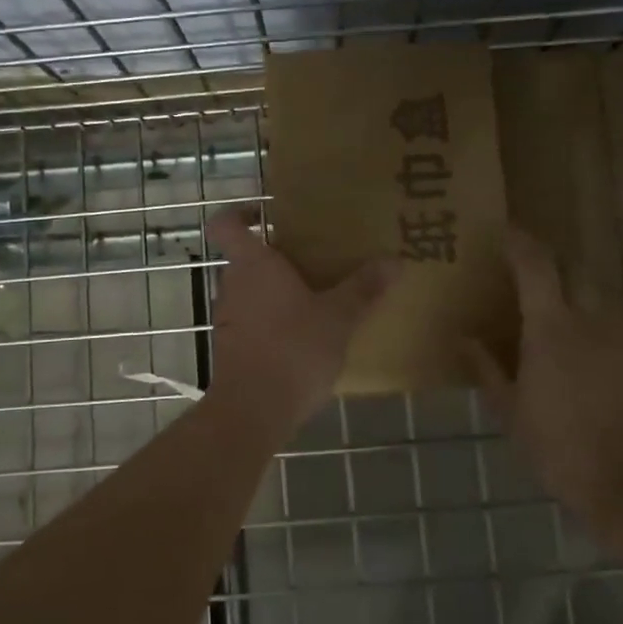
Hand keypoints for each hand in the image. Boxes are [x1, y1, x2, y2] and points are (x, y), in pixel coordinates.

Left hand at [205, 208, 396, 435]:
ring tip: (317, 298)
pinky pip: (252, 320)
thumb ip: (364, 288)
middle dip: (277, 257)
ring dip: (277, 291)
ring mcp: (228, 318)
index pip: (226, 223)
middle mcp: (232, 284)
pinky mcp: (231, 347)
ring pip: (250, 291)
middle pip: (246, 258)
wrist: (252, 411)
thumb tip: (396, 260)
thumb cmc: (292, 349)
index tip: (266, 214)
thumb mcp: (338, 317)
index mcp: (253, 264)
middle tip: (315, 259)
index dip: (240, 212)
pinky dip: (273, 321)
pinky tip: (304, 337)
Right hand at [464, 225, 622, 518]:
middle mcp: (589, 323)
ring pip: (594, 297)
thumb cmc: (558, 447)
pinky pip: (607, 326)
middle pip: (574, 270)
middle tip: (525, 269)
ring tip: (548, 309)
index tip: (503, 229)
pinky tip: (574, 352)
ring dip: (571, 290)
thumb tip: (463, 338)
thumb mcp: (510, 410)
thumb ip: (486, 368)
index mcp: (551, 329)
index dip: (519, 242)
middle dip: (550, 261)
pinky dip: (587, 322)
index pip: (536, 266)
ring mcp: (618, 341)